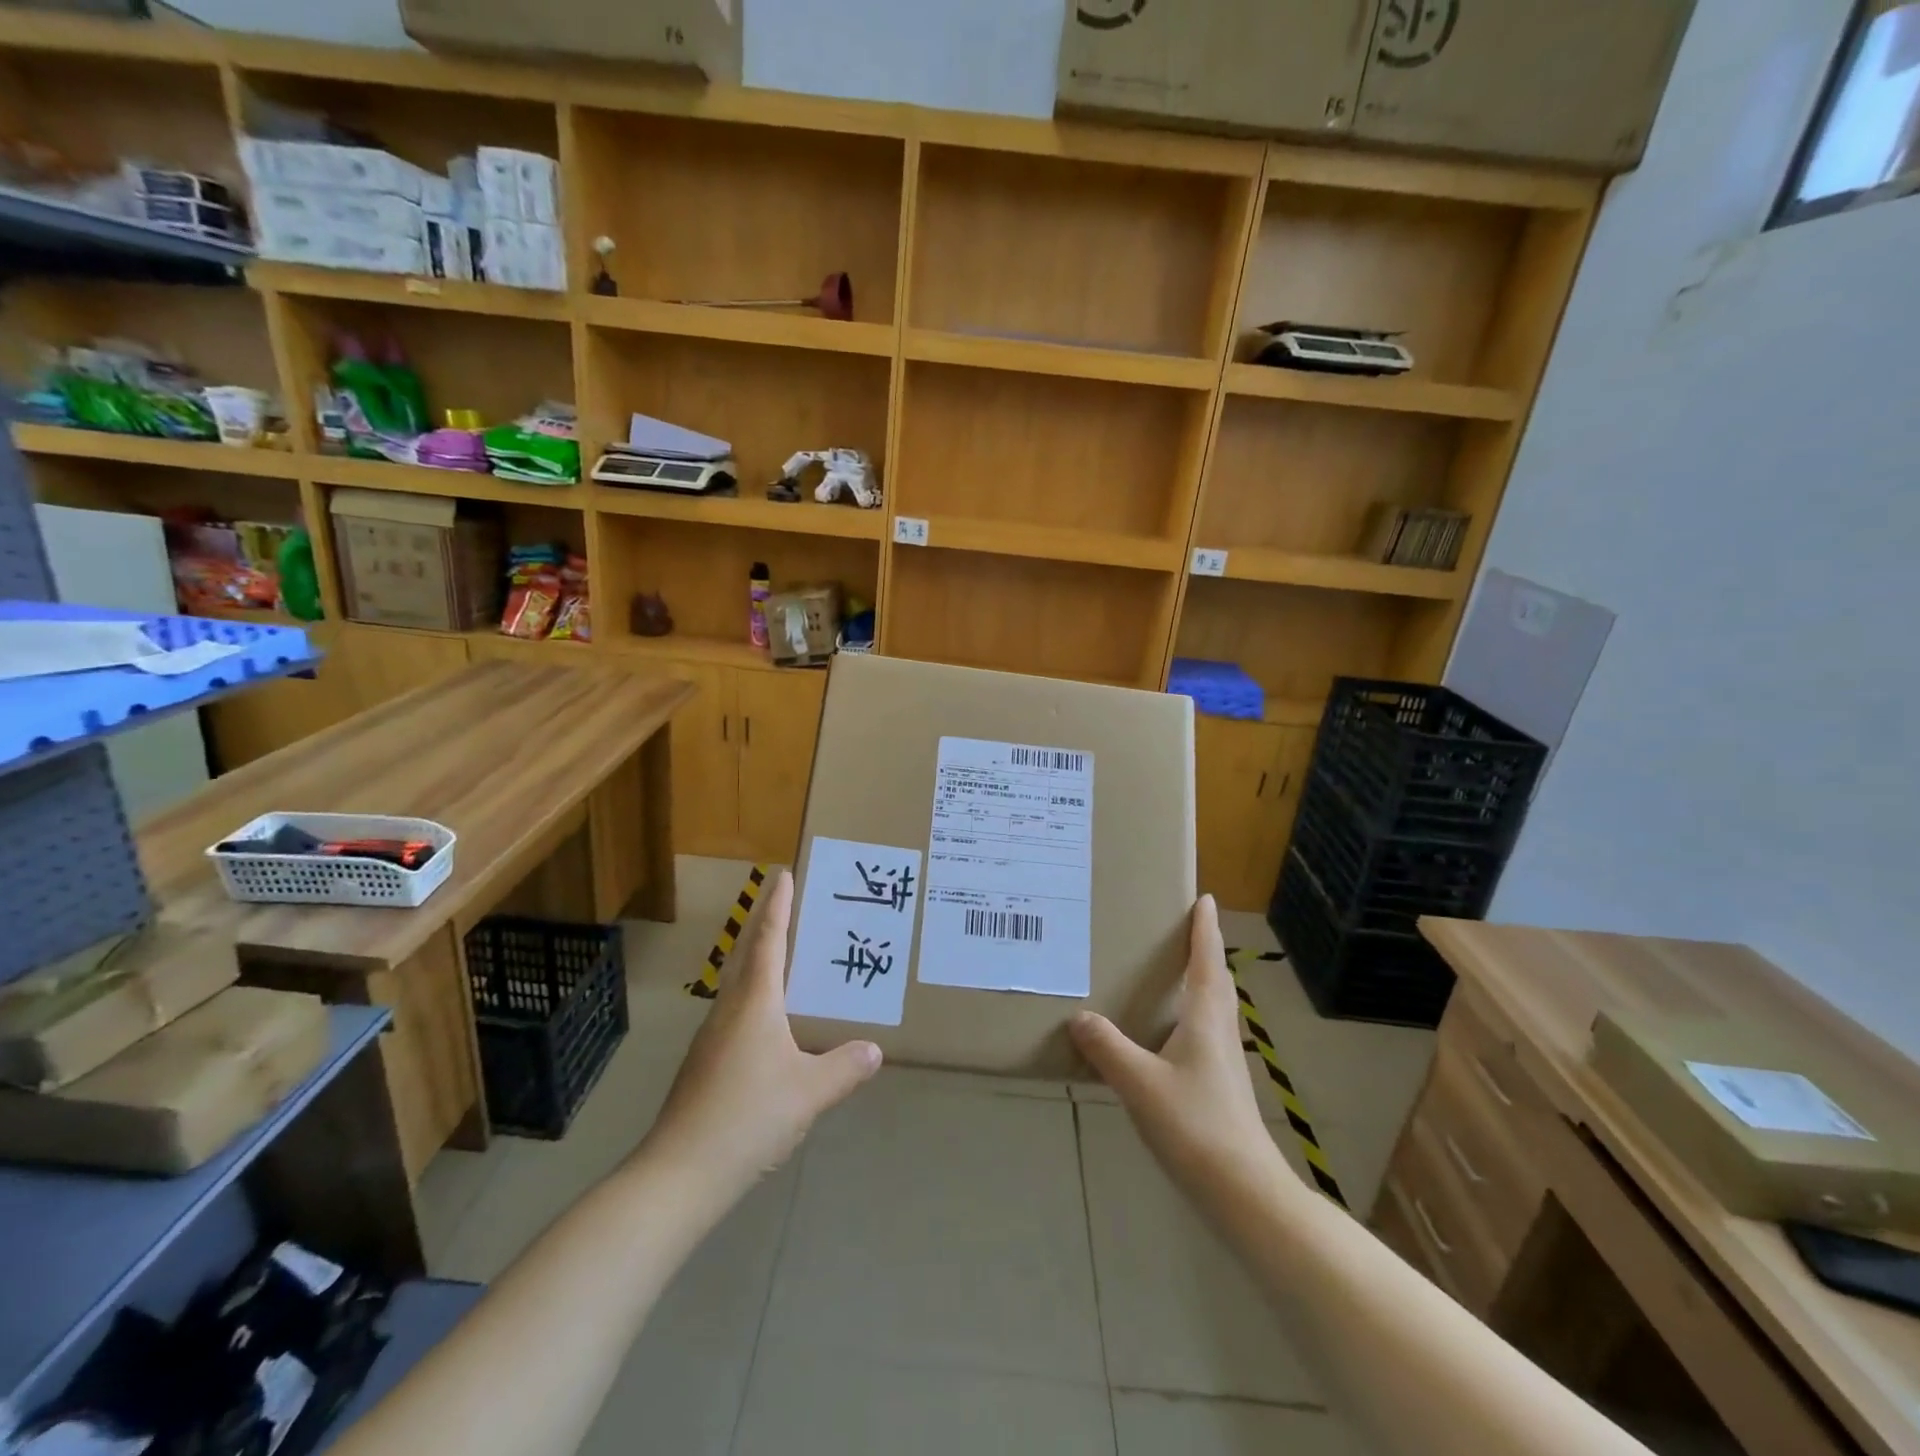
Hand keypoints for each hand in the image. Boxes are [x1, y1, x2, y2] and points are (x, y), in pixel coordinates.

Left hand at [642, 871, 881, 1197]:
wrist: (679, 1174)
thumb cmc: (748, 1116)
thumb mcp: (809, 1092)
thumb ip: (844, 1068)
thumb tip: (874, 1049)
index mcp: (754, 1003)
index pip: (768, 941)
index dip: (778, 907)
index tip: (783, 875)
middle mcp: (729, 1011)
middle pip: (749, 958)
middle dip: (769, 930)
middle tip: (794, 911)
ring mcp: (711, 1040)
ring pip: (741, 990)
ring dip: (763, 969)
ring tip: (793, 968)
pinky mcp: (704, 1067)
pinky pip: (737, 1018)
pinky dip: (759, 1005)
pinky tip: (775, 1032)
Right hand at [1070, 895, 1274, 1194]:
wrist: (1242, 1189)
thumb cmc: (1195, 1124)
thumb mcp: (1140, 1083)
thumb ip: (1108, 1048)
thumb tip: (1079, 1017)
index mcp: (1206, 1018)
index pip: (1207, 961)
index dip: (1205, 929)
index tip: (1205, 899)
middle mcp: (1220, 1031)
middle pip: (1217, 981)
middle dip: (1205, 951)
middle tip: (1186, 930)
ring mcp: (1224, 1061)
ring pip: (1214, 1007)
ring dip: (1202, 982)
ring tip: (1175, 972)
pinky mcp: (1220, 1085)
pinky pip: (1206, 1032)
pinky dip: (1193, 1014)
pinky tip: (1170, 1033)